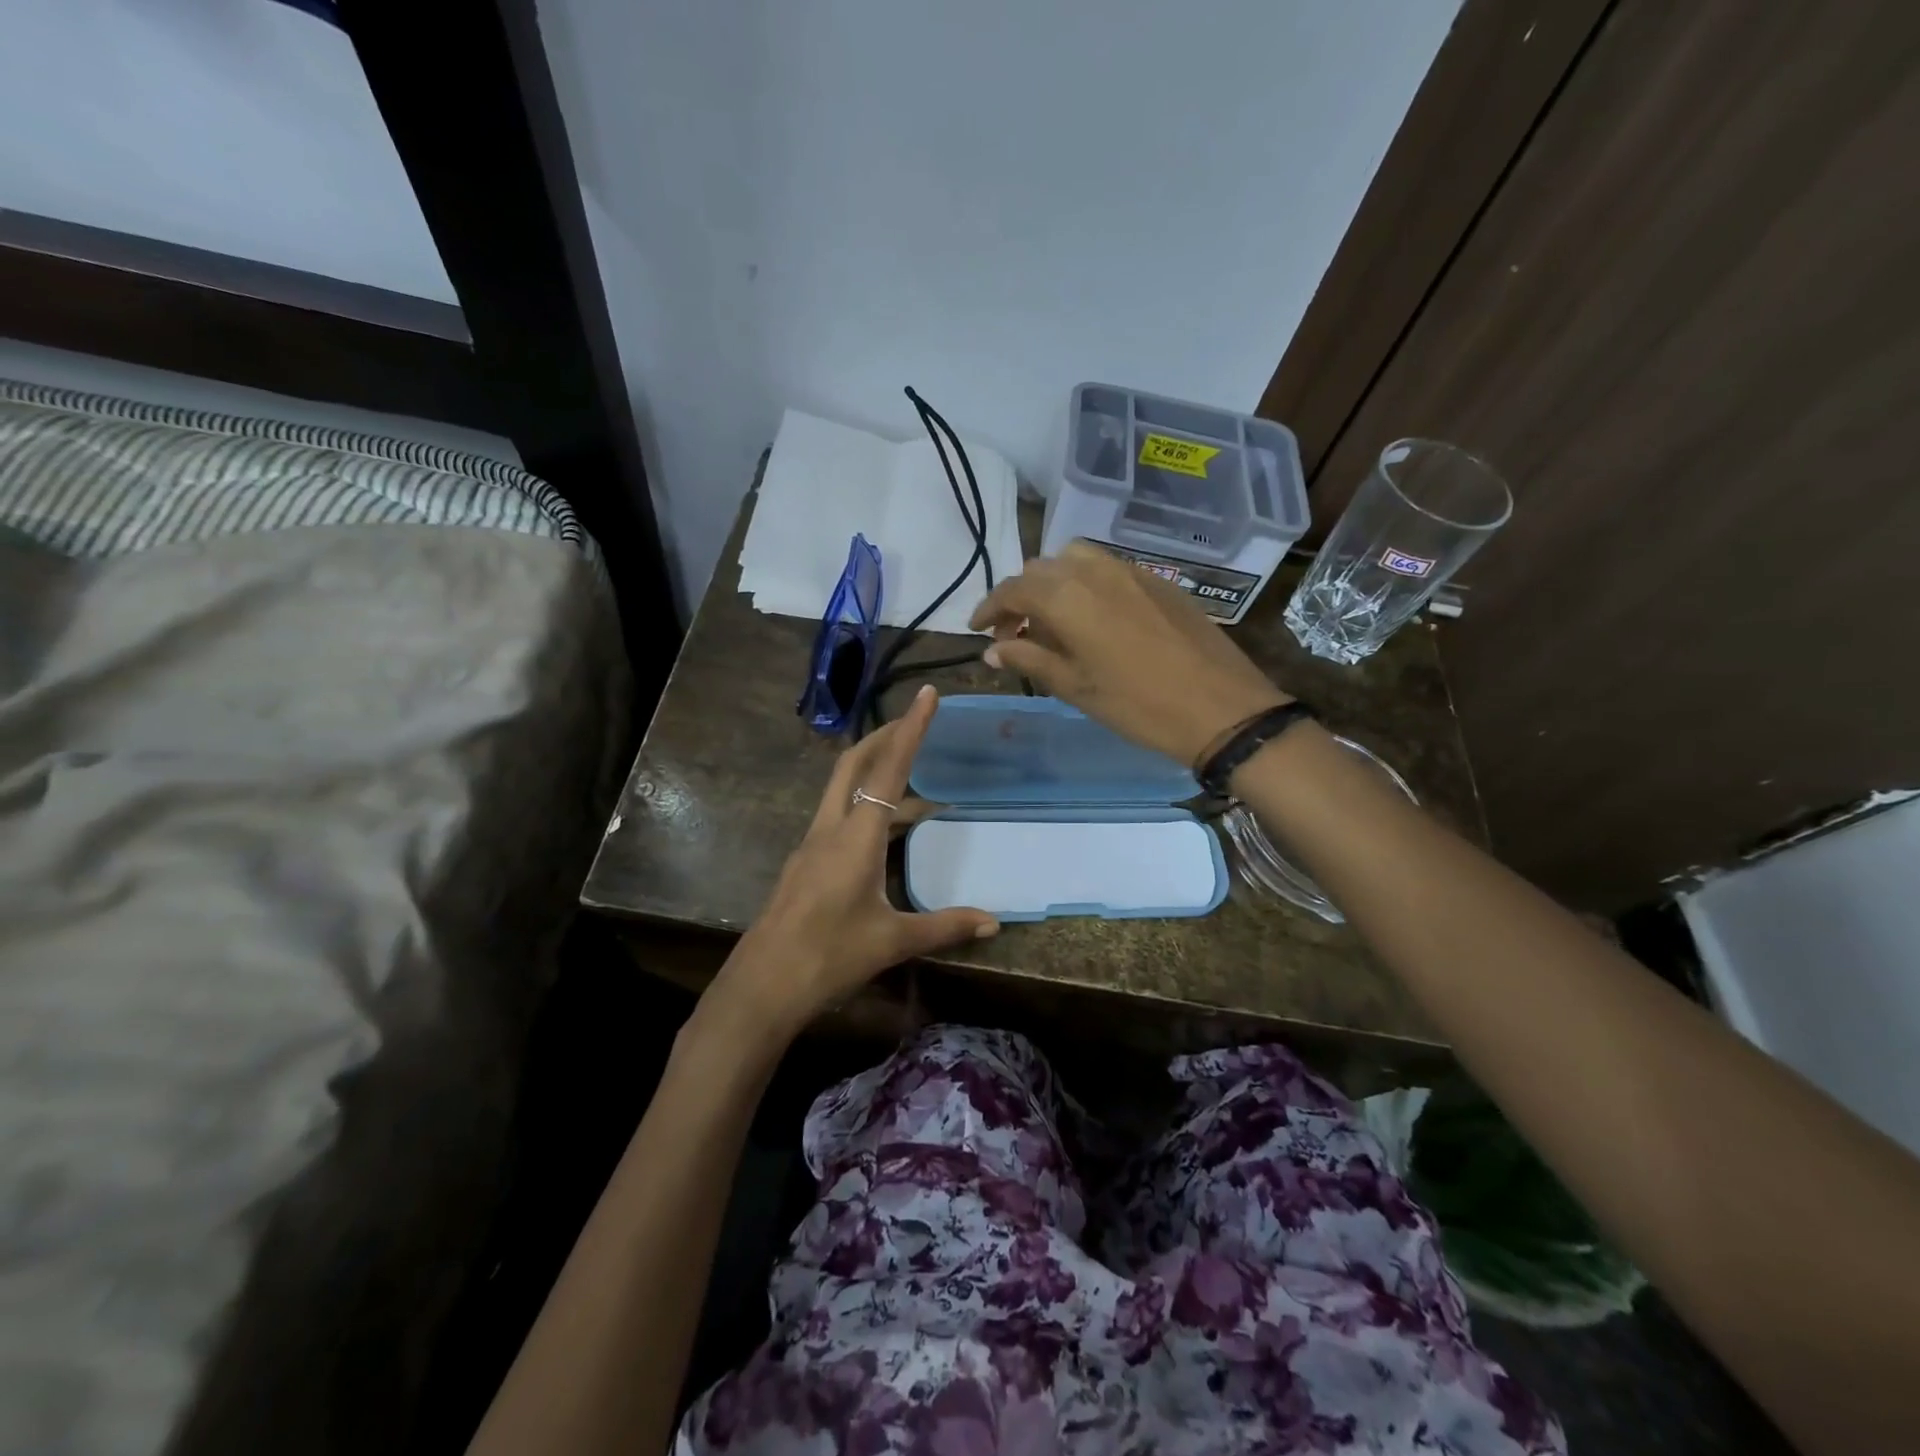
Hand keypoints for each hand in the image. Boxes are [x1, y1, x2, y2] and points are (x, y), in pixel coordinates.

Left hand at [709, 686, 997, 1038]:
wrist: (762, 986)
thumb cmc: (829, 956)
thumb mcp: (893, 941)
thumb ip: (945, 926)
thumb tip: (994, 922)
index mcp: (855, 836)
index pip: (888, 769)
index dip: (911, 728)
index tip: (928, 694)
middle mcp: (830, 828)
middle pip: (854, 764)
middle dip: (885, 736)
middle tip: (916, 722)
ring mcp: (812, 844)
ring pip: (843, 789)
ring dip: (875, 772)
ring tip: (916, 782)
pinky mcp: (805, 862)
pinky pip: (838, 815)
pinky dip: (865, 805)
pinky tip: (885, 830)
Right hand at [970, 541, 1290, 766]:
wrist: (1221, 707)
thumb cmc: (1138, 705)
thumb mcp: (1076, 687)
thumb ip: (1030, 659)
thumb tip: (993, 649)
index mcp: (1067, 596)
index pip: (1012, 589)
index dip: (989, 608)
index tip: (977, 630)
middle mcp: (1094, 570)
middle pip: (1040, 569)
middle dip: (1020, 597)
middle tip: (1014, 633)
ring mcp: (1130, 570)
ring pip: (1074, 560)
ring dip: (1053, 584)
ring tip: (1052, 621)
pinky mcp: (1157, 579)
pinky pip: (1107, 568)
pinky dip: (1085, 583)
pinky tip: (1092, 618)